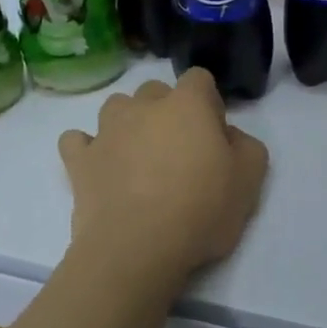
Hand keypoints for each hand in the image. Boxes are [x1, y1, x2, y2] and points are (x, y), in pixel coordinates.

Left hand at [58, 70, 269, 295]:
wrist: (137, 249)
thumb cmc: (200, 210)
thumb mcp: (249, 180)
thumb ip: (247, 146)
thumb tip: (229, 136)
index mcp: (187, 104)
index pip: (199, 78)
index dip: (208, 102)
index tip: (213, 134)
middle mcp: (143, 106)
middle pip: (156, 91)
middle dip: (167, 111)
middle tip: (179, 150)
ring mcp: (106, 131)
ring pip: (116, 108)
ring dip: (128, 123)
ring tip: (139, 157)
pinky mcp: (79, 161)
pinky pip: (77, 140)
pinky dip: (87, 148)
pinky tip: (99, 165)